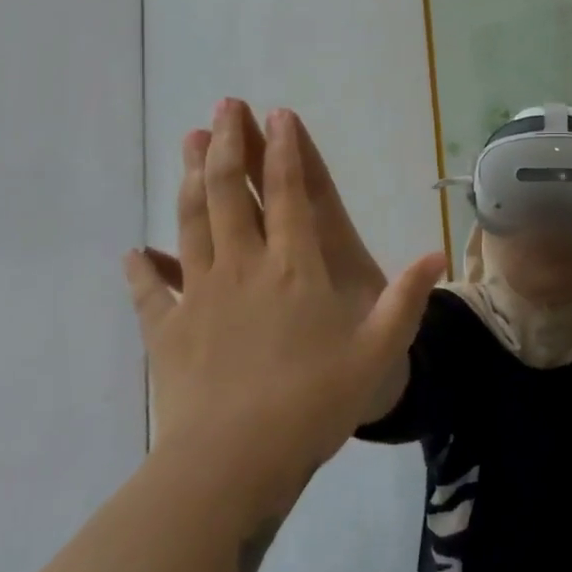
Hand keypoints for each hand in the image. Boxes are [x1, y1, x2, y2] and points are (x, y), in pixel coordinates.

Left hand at [123, 99, 447, 500]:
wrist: (232, 465)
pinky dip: (141, 269)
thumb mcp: (377, 352)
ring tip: (189, 142)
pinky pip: (150, 291)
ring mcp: (198, 295)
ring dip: (188, 180)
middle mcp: (243, 267)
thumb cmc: (311, 403)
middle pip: (230, 193)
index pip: (288, 193)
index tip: (278, 113)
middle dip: (229, 144)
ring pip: (191, 223)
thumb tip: (438, 254)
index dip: (284, 150)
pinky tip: (134, 252)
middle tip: (224, 107)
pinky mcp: (166, 331)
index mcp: (294, 267)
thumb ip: (406, 300)